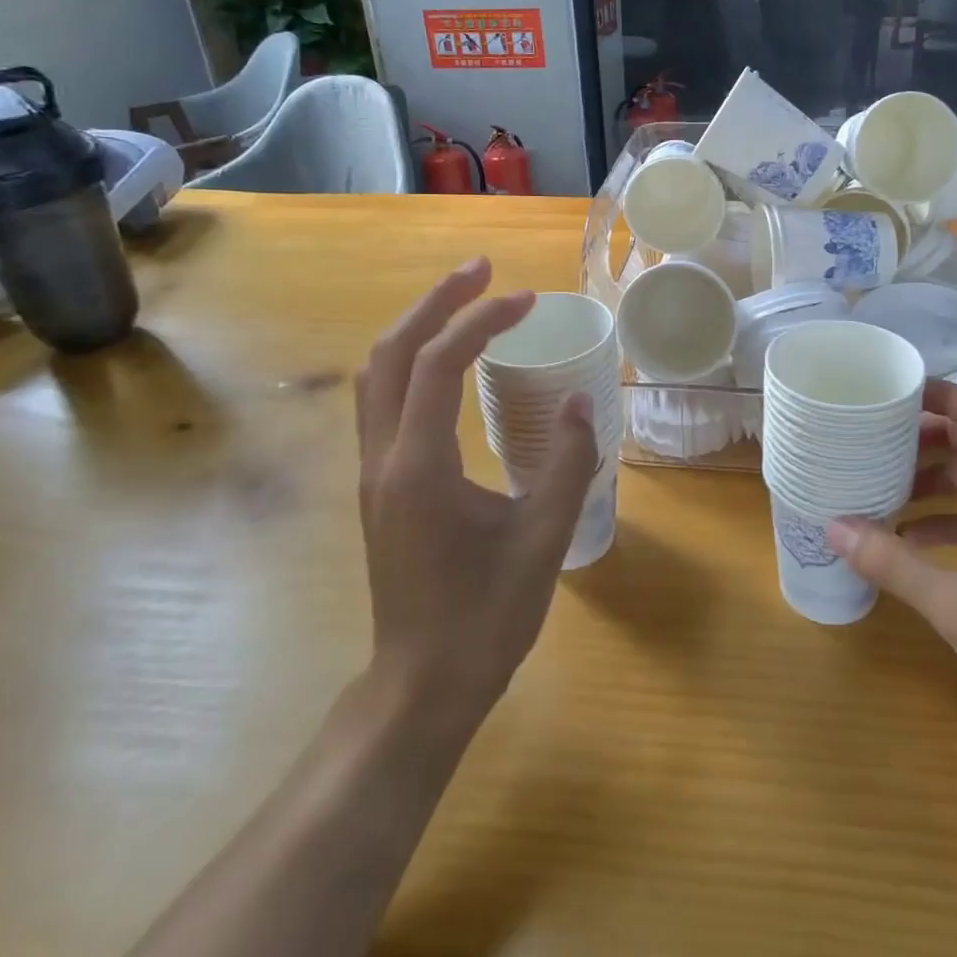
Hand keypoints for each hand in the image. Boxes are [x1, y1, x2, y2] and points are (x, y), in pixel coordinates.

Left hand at [354, 258, 596, 729]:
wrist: (421, 686)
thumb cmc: (485, 618)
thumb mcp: (543, 538)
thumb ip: (569, 463)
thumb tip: (583, 400)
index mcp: (419, 467)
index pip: (438, 365)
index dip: (481, 321)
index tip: (526, 300)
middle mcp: (383, 458)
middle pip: (392, 353)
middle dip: (436, 302)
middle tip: (483, 271)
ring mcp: (372, 472)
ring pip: (378, 374)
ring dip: (417, 327)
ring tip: (464, 302)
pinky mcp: (379, 486)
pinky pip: (383, 401)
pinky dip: (412, 362)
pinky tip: (447, 364)